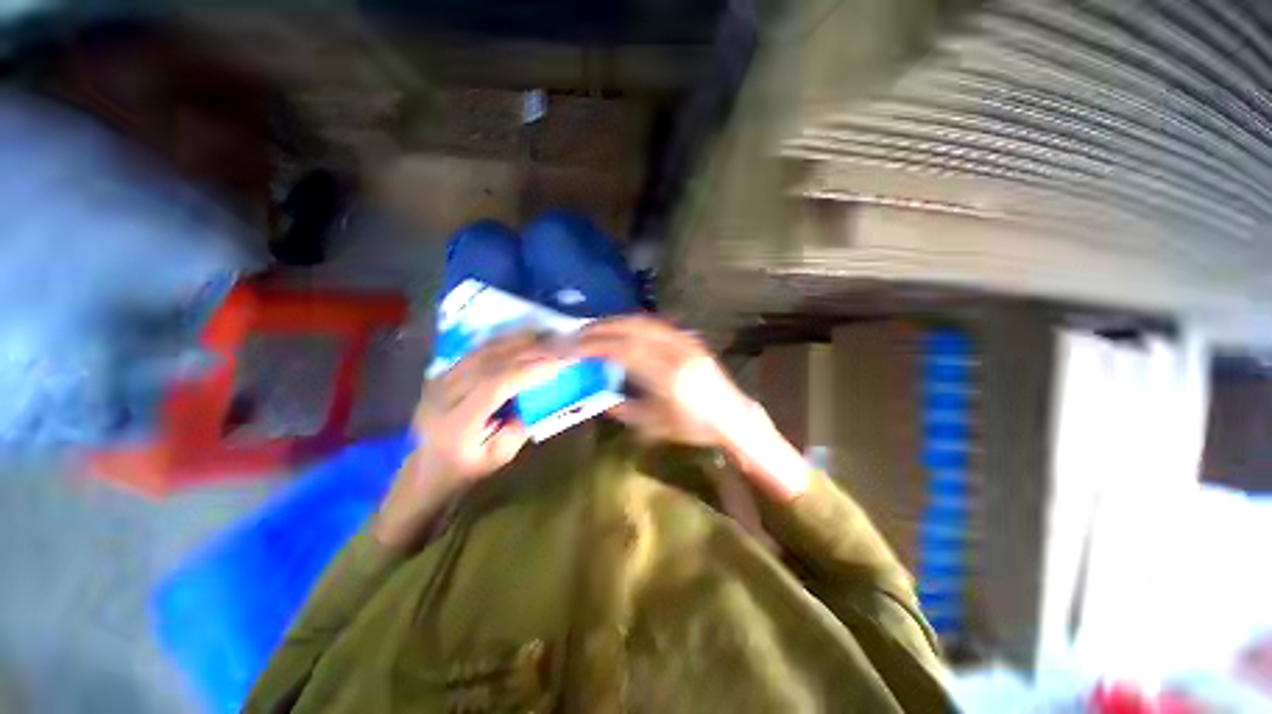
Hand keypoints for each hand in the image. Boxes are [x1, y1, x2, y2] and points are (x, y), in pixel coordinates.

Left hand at [373, 333, 563, 548]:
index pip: (494, 386)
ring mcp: (438, 380)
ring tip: (545, 335)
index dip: (528, 371)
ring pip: (482, 351)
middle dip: (528, 350)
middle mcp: (441, 396)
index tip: (559, 362)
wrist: (427, 467)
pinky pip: (476, 351)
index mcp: (455, 424)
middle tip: (558, 343)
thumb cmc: (467, 468)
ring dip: (516, 341)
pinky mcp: (442, 373)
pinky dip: (503, 342)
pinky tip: (521, 338)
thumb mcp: (499, 456)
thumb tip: (542, 393)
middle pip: (489, 362)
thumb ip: (520, 425)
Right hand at [575, 316, 753, 447]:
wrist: (731, 415)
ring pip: (644, 322)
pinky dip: (634, 323)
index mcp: (668, 377)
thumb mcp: (656, 426)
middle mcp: (677, 353)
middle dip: (601, 329)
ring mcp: (686, 342)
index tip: (575, 349)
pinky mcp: (690, 339)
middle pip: (632, 330)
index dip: (596, 347)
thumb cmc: (694, 426)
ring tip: (595, 328)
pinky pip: (657, 324)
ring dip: (616, 322)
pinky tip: (622, 328)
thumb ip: (625, 410)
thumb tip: (601, 400)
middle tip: (578, 334)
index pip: (625, 352)